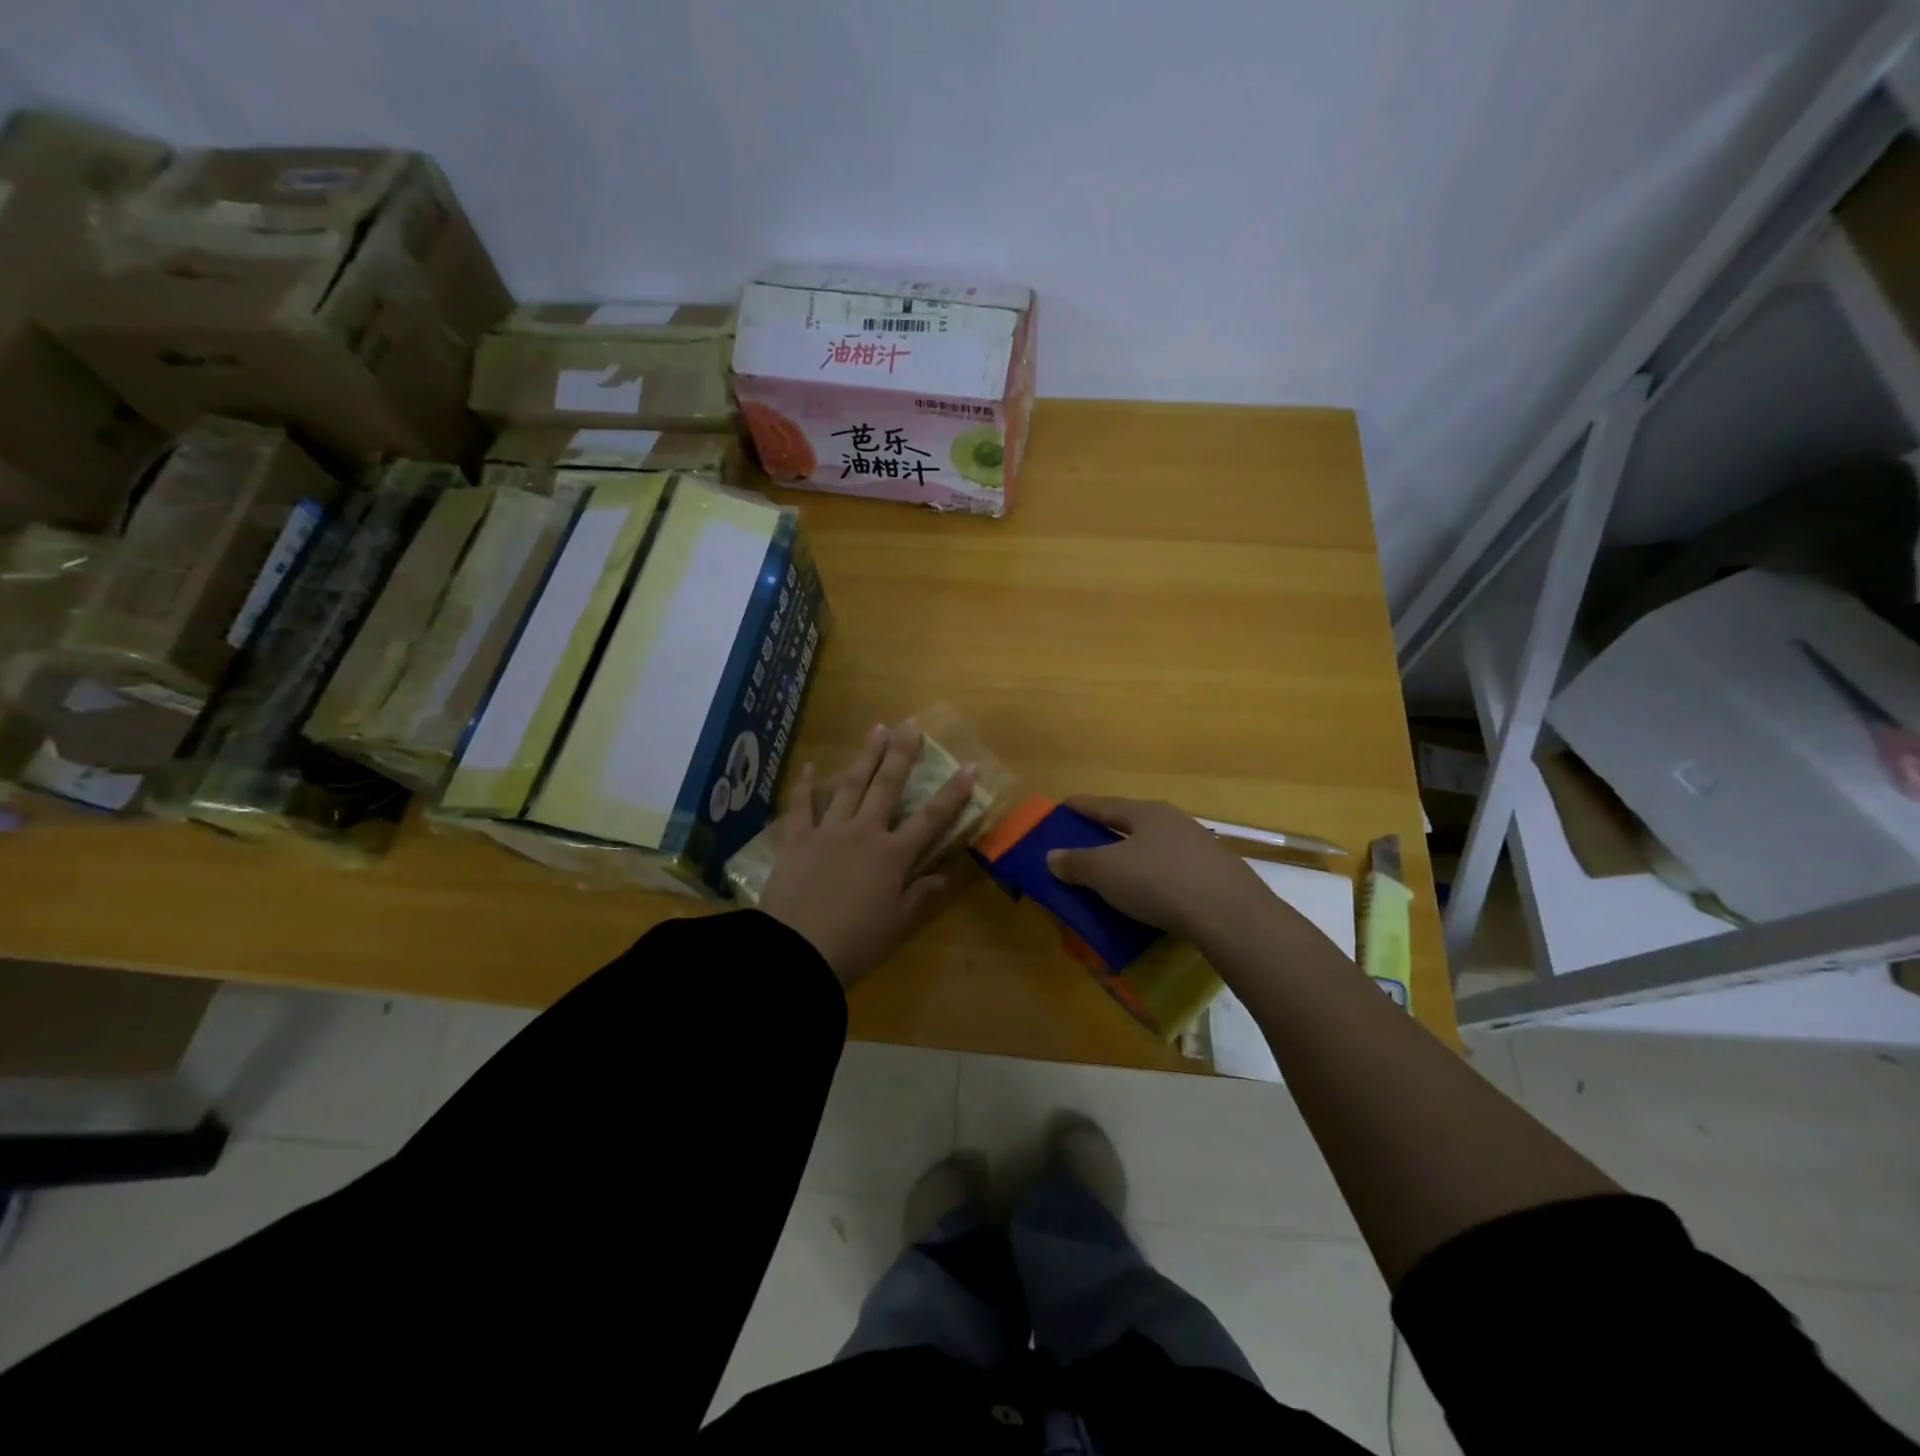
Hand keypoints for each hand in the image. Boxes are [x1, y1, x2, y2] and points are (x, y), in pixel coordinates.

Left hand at [758, 722, 975, 985]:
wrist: (796, 952)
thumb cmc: (854, 943)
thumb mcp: (896, 926)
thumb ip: (920, 897)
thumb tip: (945, 876)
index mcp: (893, 856)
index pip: (931, 818)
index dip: (953, 792)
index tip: (969, 765)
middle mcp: (864, 833)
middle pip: (887, 787)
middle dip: (902, 754)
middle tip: (911, 725)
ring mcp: (828, 832)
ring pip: (850, 785)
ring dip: (865, 756)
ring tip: (876, 729)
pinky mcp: (796, 840)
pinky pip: (800, 806)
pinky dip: (804, 785)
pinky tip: (809, 766)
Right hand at [1045, 796, 1273, 942]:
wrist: (1229, 914)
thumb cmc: (1158, 882)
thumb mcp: (1106, 873)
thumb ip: (1077, 863)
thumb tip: (1052, 856)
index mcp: (1146, 813)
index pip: (1105, 805)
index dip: (1082, 806)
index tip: (1064, 804)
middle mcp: (1174, 822)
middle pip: (1134, 822)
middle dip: (1111, 830)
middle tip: (1089, 839)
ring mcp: (1201, 847)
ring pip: (1157, 846)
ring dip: (1137, 855)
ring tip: (1121, 869)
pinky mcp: (1217, 875)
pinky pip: (1175, 871)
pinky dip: (1158, 878)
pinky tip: (1155, 893)